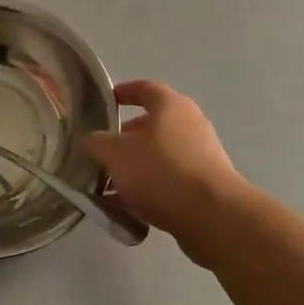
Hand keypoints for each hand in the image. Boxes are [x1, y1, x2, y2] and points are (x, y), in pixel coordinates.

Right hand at [83, 81, 247, 262]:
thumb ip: (97, 143)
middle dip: (125, 139)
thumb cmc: (161, 171)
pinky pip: (170, 179)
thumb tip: (91, 141)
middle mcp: (190, 123)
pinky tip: (129, 207)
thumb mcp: (116, 154)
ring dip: (135, 167)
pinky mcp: (206, 184)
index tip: (106, 101)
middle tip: (102, 153)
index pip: (144, 88)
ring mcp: (201, 154)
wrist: (212, 216)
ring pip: (159, 155)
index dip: (123, 92)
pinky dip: (150, 188)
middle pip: (151, 124)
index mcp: (171, 105)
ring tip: (110, 185)